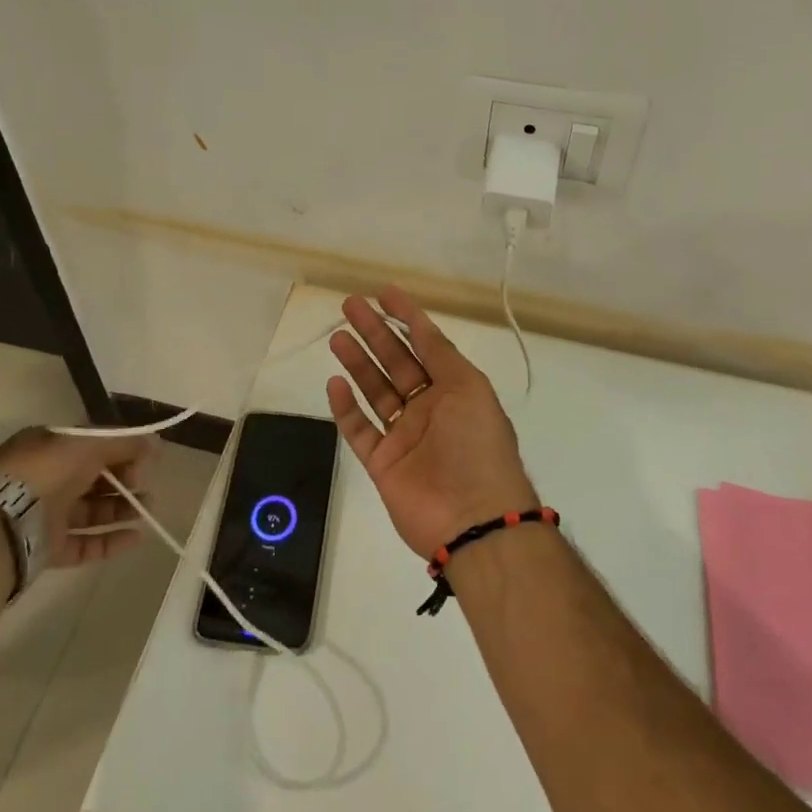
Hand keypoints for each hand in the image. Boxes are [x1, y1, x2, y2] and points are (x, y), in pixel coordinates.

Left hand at [0, 427, 156, 566]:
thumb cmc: (44, 473)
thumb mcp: (88, 445)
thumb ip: (125, 443)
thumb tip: (156, 443)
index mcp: (49, 445)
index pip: (93, 444)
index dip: (122, 449)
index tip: (147, 458)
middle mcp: (46, 477)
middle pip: (95, 477)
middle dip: (125, 480)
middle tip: (145, 484)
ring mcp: (45, 514)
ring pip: (91, 511)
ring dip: (122, 509)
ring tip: (149, 510)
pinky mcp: (46, 548)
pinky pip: (84, 543)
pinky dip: (110, 540)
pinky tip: (136, 538)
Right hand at [326, 286, 537, 560]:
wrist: (474, 519)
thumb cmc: (477, 444)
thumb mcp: (468, 388)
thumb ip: (441, 355)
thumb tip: (421, 326)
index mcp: (455, 389)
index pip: (427, 344)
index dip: (407, 317)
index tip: (384, 293)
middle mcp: (429, 408)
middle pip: (396, 362)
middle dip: (375, 332)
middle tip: (349, 305)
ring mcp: (405, 436)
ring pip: (375, 391)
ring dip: (358, 363)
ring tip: (338, 336)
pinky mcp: (382, 463)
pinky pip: (360, 429)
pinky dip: (346, 408)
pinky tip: (334, 383)